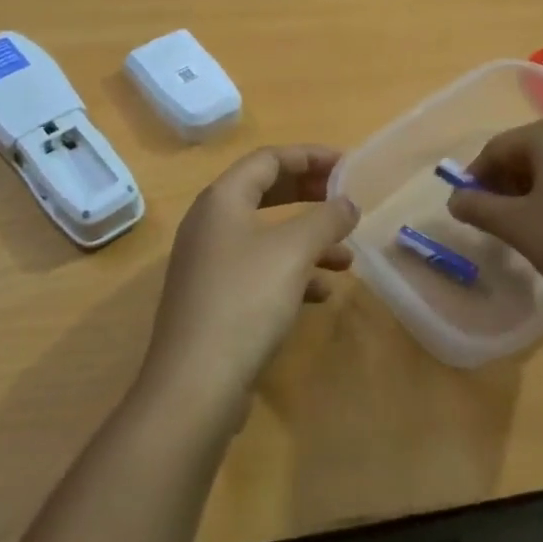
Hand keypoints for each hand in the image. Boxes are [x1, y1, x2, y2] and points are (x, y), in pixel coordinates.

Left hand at [138, 146, 359, 414]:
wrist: (195, 385)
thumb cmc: (245, 301)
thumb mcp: (294, 252)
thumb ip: (326, 219)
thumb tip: (348, 204)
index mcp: (222, 199)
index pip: (268, 158)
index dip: (310, 156)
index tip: (347, 165)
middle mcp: (210, 224)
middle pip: (265, 193)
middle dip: (308, 194)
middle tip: (345, 200)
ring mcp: (209, 264)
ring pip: (265, 236)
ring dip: (307, 240)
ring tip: (346, 257)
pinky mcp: (214, 300)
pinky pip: (259, 271)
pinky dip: (291, 273)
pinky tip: (321, 293)